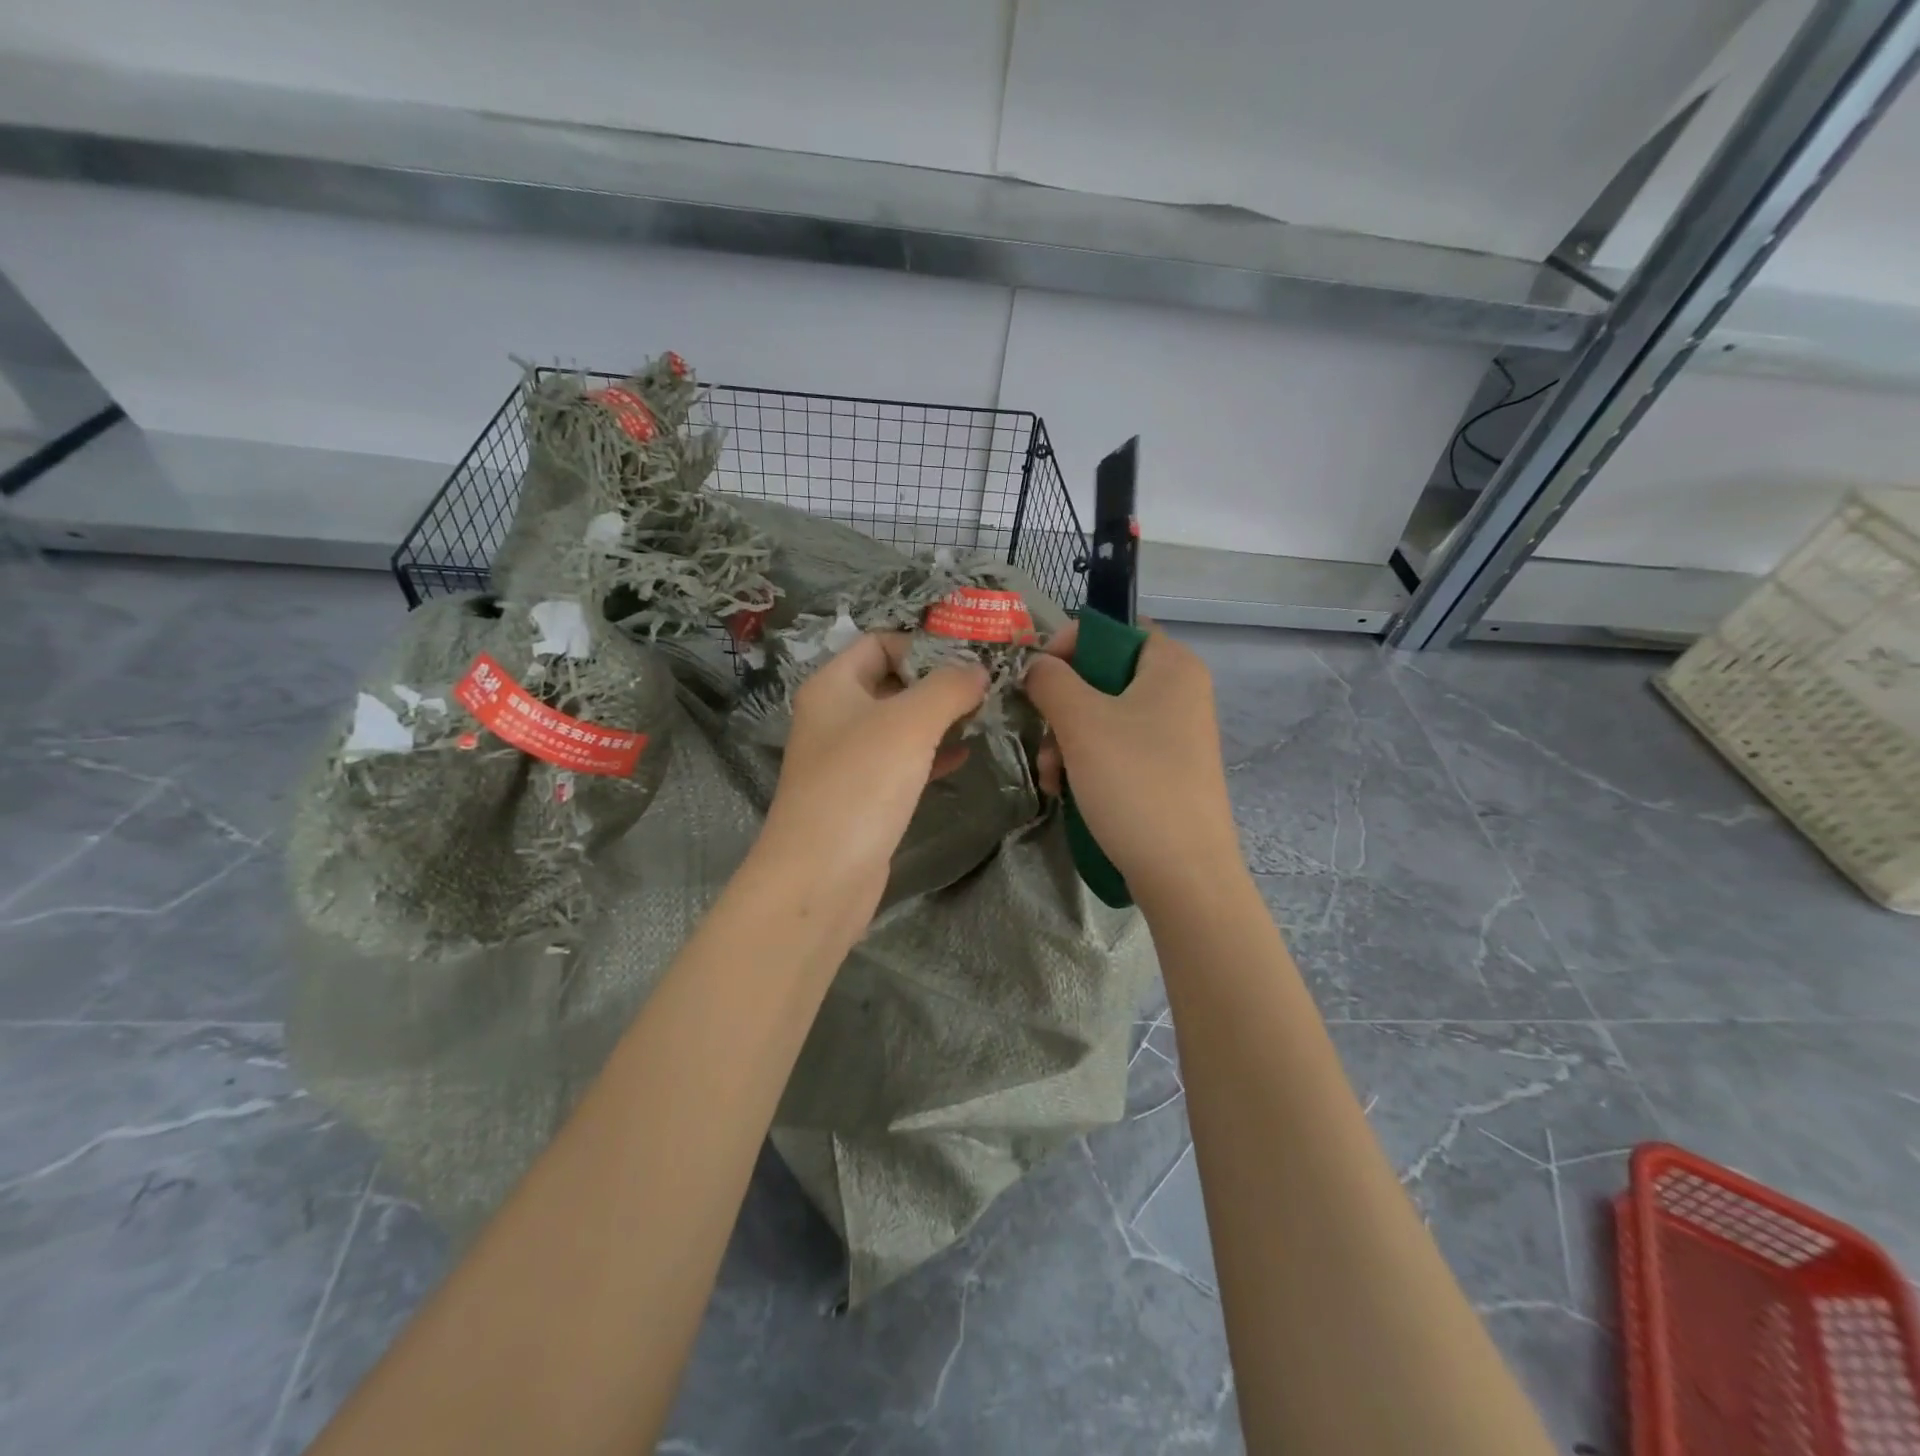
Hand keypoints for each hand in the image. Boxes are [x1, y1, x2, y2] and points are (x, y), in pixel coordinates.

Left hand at [756, 632, 988, 913]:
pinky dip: (930, 754)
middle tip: (987, 685)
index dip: (923, 643)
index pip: (879, 642)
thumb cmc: (861, 784)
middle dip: (937, 681)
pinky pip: (901, 762)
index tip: (970, 654)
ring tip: (984, 715)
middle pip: (891, 681)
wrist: (821, 876)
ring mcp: (847, 759)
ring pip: (899, 724)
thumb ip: (948, 687)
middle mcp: (835, 716)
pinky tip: (963, 756)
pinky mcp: (862, 796)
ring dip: (938, 717)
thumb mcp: (910, 723)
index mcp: (833, 686)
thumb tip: (978, 670)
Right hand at [1023, 623, 1241, 909]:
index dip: (1071, 643)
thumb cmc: (1134, 783)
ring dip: (1066, 740)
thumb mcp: (1081, 722)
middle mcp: (1179, 692)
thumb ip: (1051, 679)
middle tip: (1043, 735)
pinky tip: (1066, 791)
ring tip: (1053, 776)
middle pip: (1104, 675)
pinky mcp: (1166, 769)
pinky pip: (1117, 748)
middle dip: (1062, 706)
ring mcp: (1174, 734)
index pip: (1115, 628)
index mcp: (1171, 665)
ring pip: (1103, 716)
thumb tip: (1036, 665)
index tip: (1038, 676)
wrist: (1183, 873)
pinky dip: (1087, 763)